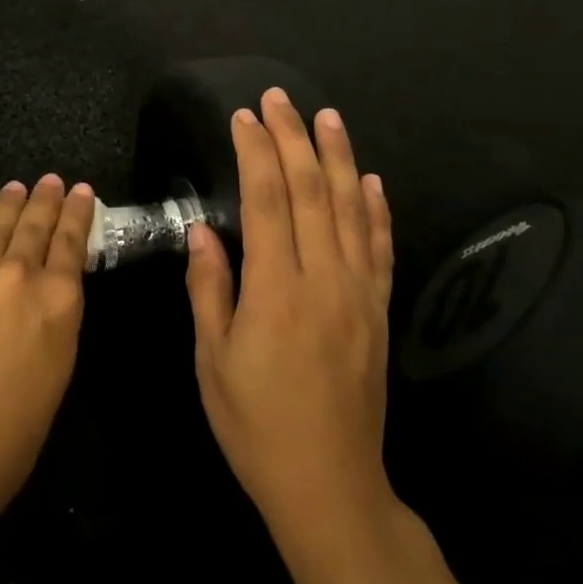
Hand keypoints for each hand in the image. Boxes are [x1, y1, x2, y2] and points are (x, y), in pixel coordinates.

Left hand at [0, 175, 94, 525]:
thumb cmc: (15, 426)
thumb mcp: (58, 364)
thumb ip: (56, 315)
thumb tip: (51, 286)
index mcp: (60, 299)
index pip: (72, 241)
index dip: (77, 212)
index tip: (82, 191)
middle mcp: (21, 272)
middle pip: (36, 223)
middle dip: (46, 198)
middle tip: (51, 180)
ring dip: (10, 201)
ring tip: (18, 186)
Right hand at [185, 89, 397, 543]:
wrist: (330, 485)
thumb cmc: (256, 424)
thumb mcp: (212, 360)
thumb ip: (210, 289)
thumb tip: (202, 232)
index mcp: (276, 290)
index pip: (267, 201)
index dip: (256, 152)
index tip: (244, 117)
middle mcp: (323, 280)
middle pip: (311, 192)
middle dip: (294, 138)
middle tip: (279, 98)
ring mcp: (358, 293)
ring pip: (350, 209)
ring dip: (338, 157)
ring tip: (327, 117)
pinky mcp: (377, 311)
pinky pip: (380, 248)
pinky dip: (376, 208)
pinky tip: (370, 179)